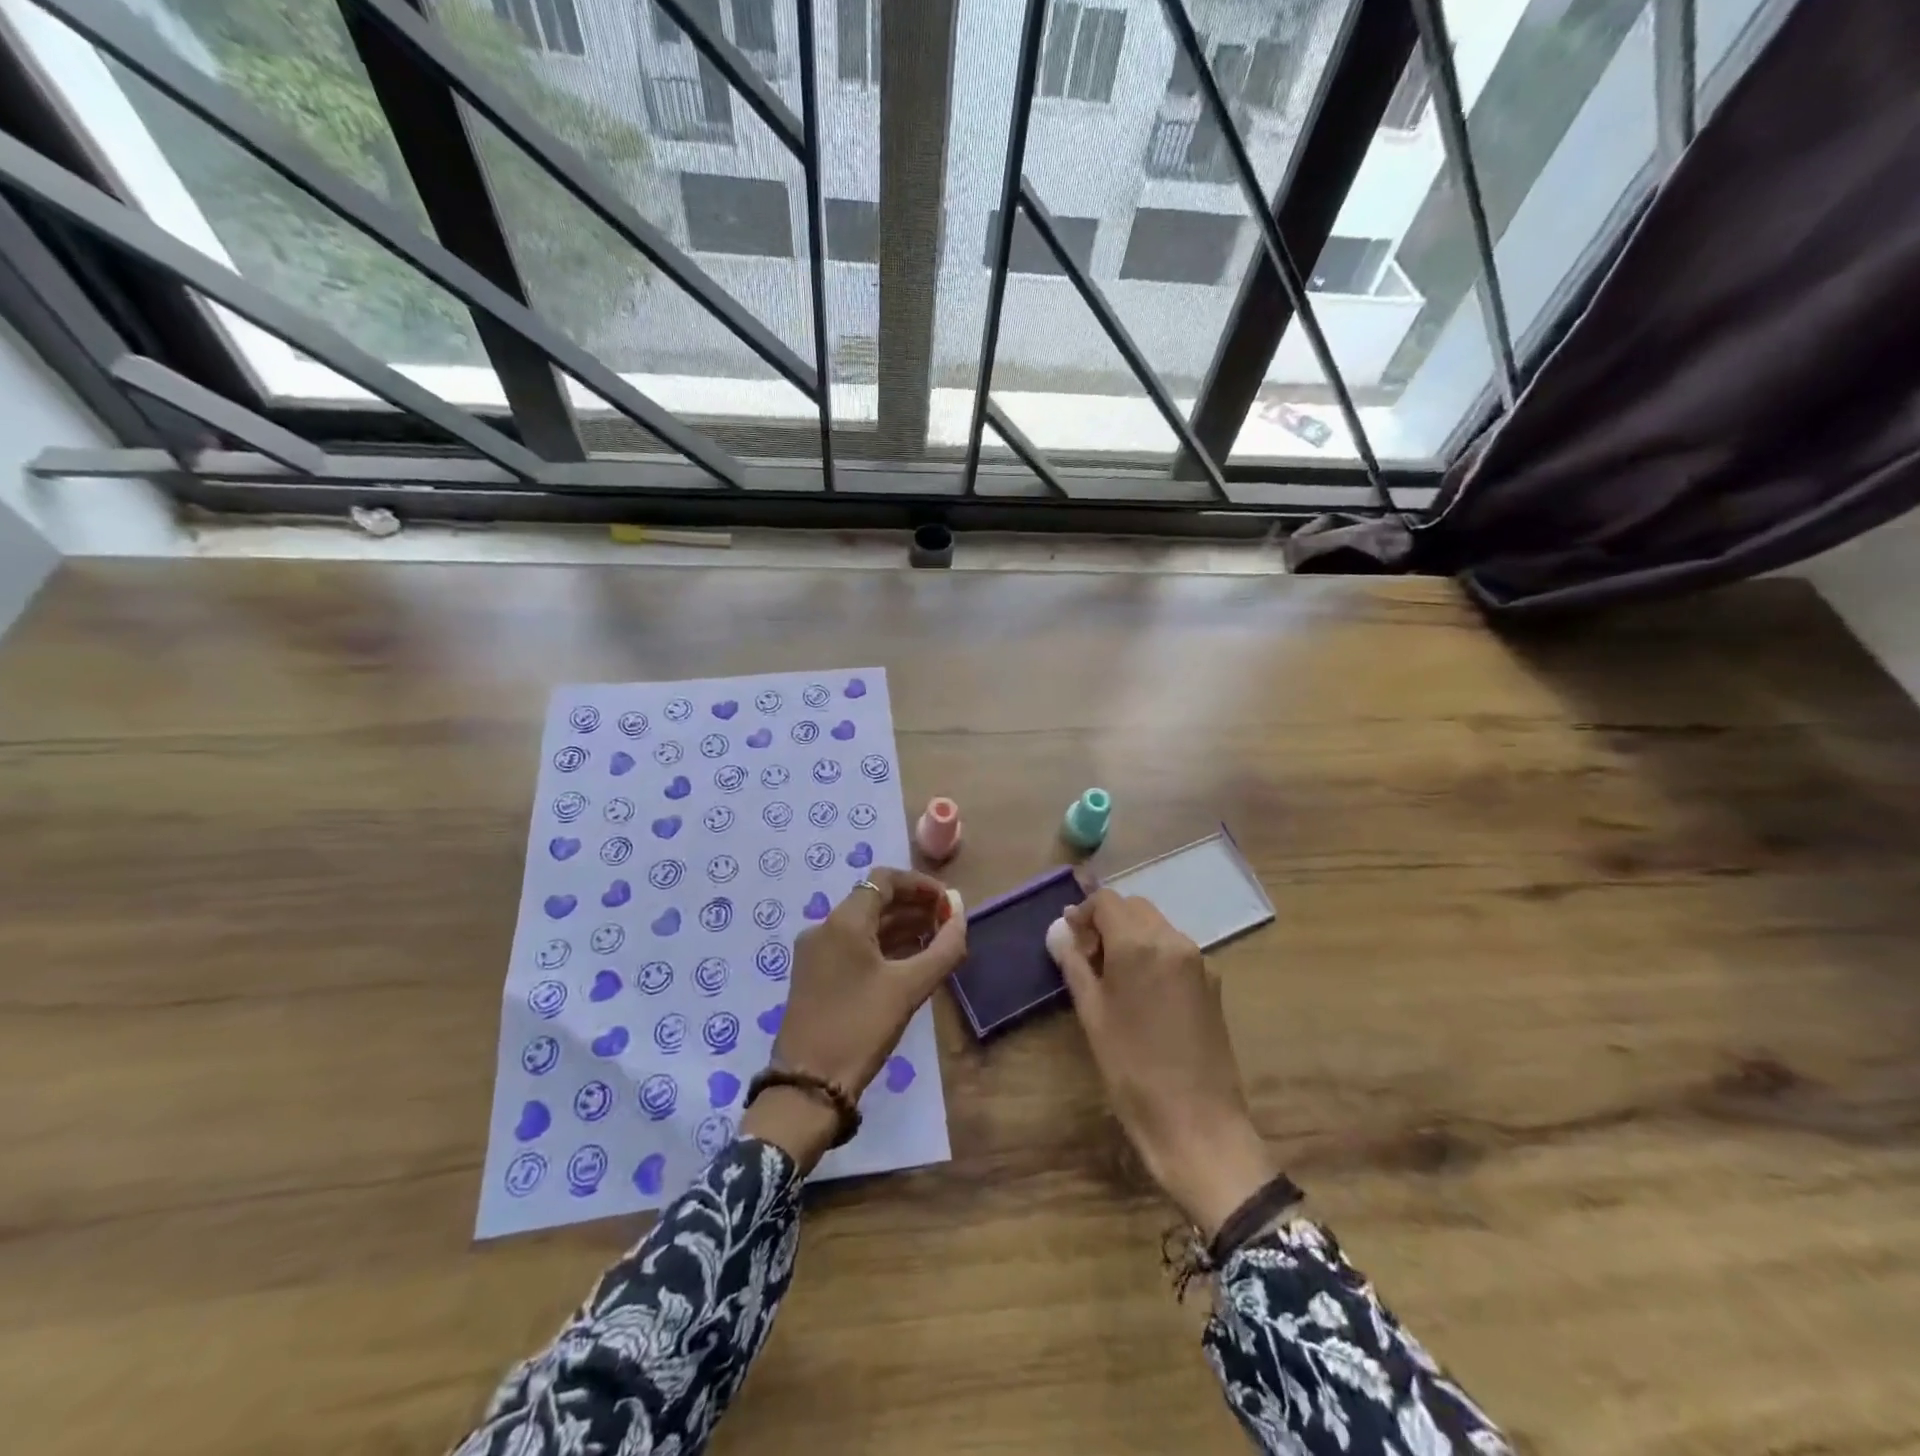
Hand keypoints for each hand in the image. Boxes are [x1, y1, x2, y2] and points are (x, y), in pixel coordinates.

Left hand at [742, 868, 966, 1172]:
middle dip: (913, 905)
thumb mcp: (910, 987)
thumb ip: (943, 946)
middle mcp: (824, 927)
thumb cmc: (861, 1027)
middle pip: (874, 899)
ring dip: (900, 926)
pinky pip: (853, 945)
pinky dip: (882, 945)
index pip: (884, 879)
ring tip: (936, 941)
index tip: (948, 903)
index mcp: (843, 921)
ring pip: (863, 924)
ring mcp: (815, 952)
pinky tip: (908, 961)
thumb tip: (961, 910)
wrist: (808, 1085)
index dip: (920, 885)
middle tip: (948, 922)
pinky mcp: (813, 975)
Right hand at [1051, 890, 1276, 1239]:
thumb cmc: (1132, 1069)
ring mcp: (1199, 960)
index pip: (1106, 901)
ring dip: (1131, 935)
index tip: (1069, 939)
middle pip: (1134, 907)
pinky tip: (1142, 991)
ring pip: (1157, 926)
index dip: (1082, 913)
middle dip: (1107, 920)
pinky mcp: (1213, 982)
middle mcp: (1173, 940)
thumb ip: (1074, 963)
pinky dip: (1153, 953)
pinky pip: (1175, 949)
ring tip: (1112, 975)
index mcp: (1140, 943)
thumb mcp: (1092, 1014)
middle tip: (1086, 956)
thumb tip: (1058, 930)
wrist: (1198, 1124)